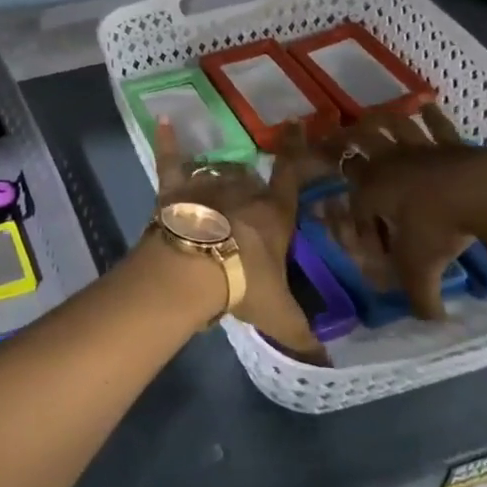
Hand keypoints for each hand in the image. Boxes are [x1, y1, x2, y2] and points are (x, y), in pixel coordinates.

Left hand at [152, 121, 325, 361]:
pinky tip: (162, 121)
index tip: (296, 126)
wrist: (194, 272)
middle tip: (248, 199)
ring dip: (218, 173)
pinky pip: (171, 162)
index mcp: (273, 214)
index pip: (289, 177)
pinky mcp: (175, 190)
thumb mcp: (278, 316)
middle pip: (250, 178)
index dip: (295, 152)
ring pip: (217, 170)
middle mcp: (242, 192)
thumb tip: (325, 364)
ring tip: (218, 179)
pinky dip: (166, 143)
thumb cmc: (243, 286)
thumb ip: (302, 336)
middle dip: (251, 185)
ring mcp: (207, 187)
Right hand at [336, 104, 486, 320]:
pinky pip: (436, 125)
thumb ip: (421, 297)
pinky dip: (430, 116)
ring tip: (370, 117)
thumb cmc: (443, 227)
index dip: (356, 217)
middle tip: (334, 137)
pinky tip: (426, 108)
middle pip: (359, 143)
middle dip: (343, 141)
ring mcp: (420, 148)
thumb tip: (429, 322)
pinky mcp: (451, 142)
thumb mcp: (424, 268)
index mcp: (375, 191)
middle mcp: (390, 165)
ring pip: (391, 125)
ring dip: (379, 120)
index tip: (364, 233)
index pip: (355, 199)